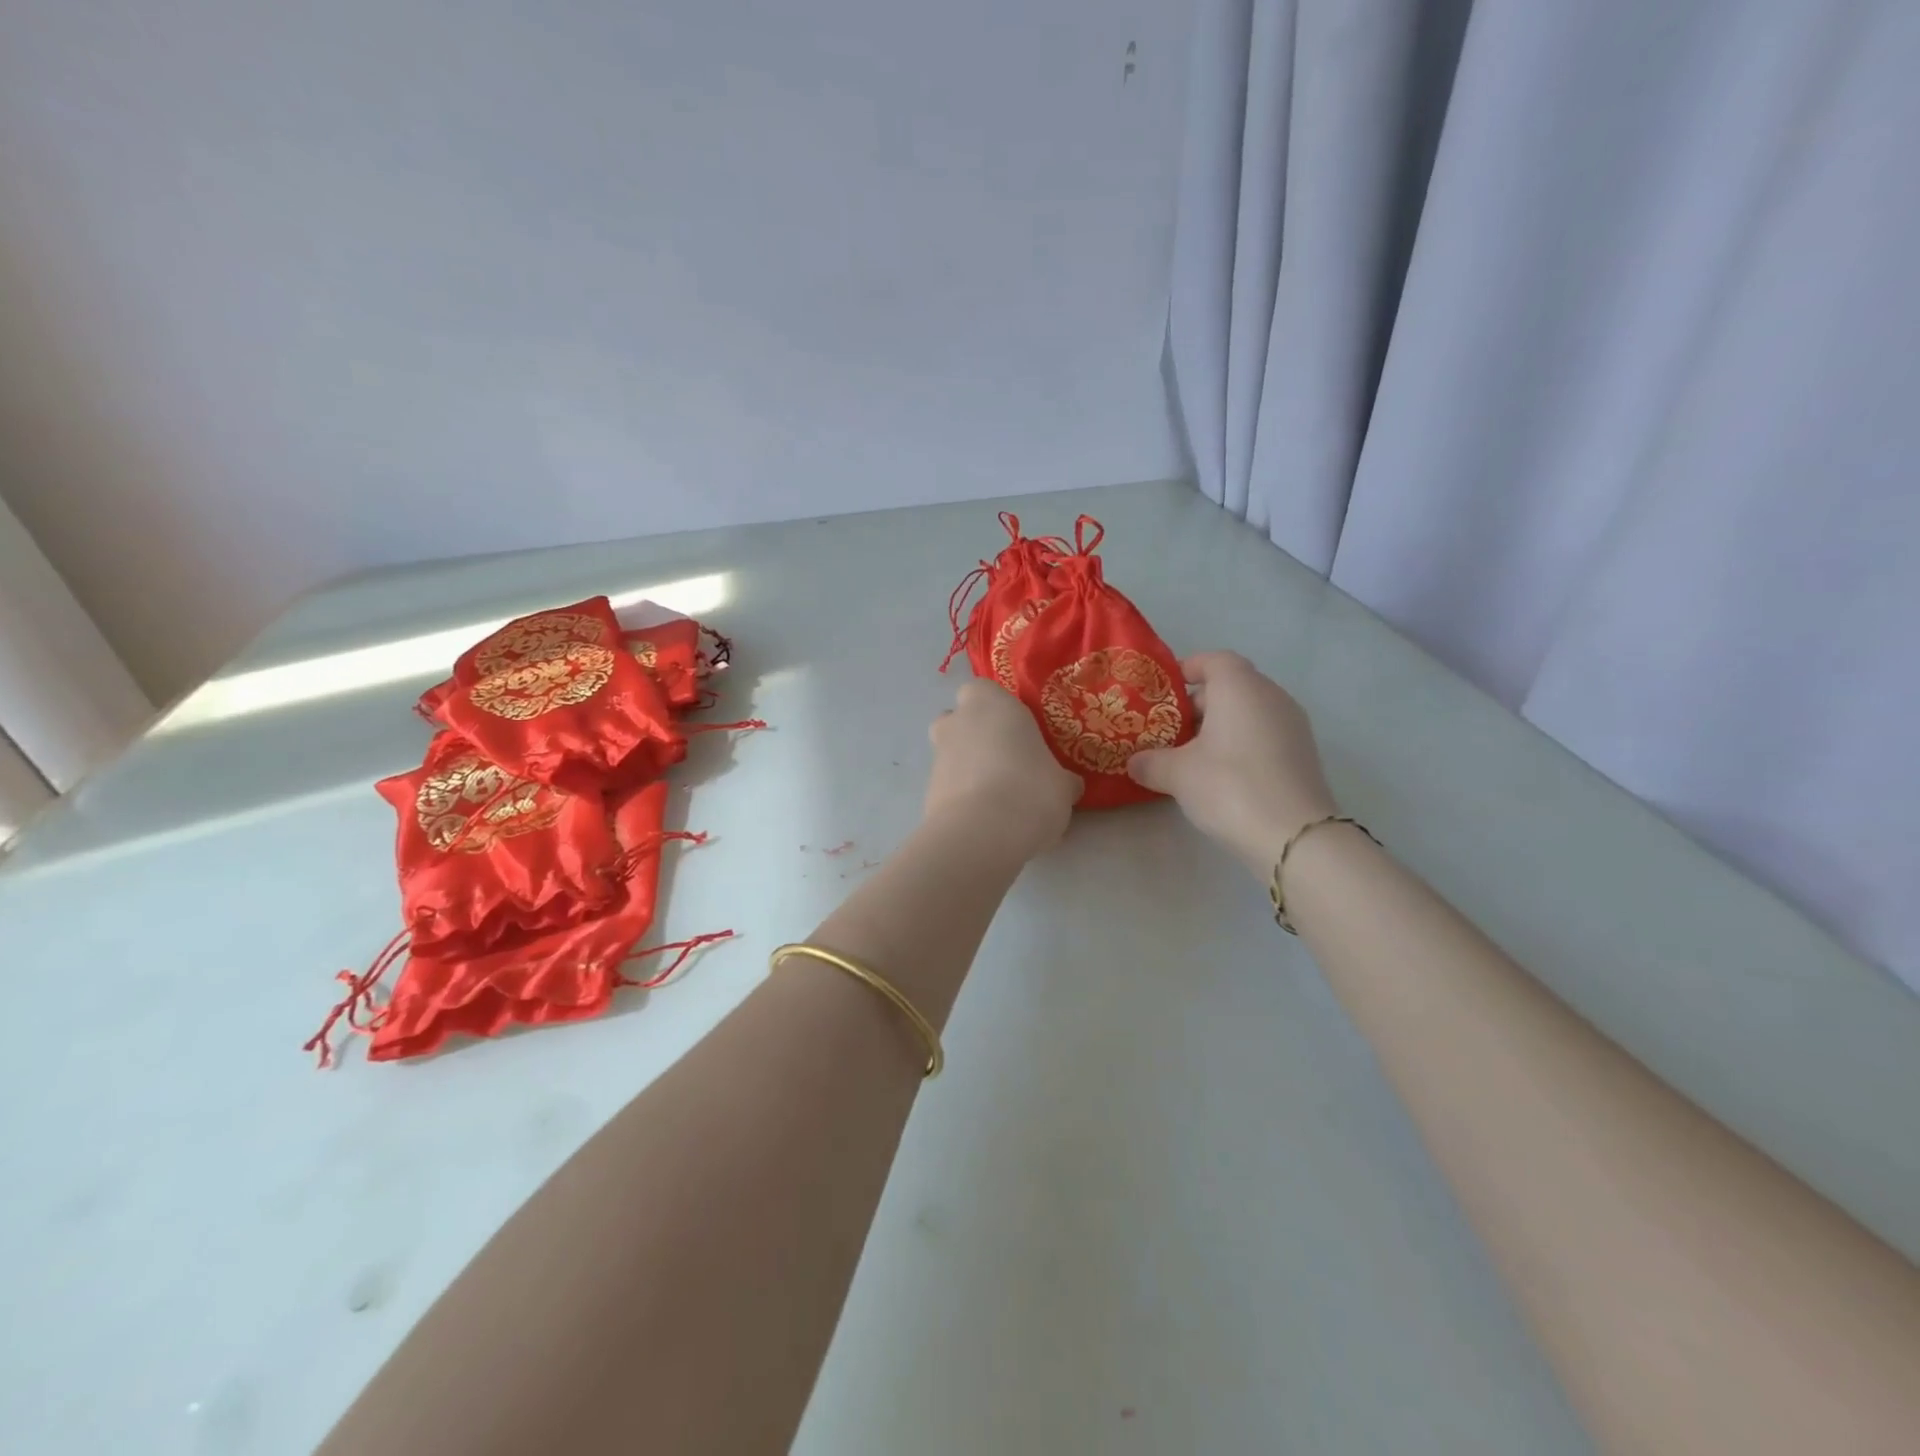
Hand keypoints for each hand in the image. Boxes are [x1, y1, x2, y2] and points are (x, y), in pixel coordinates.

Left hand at [925, 679, 1080, 859]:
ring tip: (999, 799)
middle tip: (1007, 761)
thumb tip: (1068, 785)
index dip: (999, 709)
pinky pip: (948, 787)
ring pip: (951, 754)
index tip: (1019, 731)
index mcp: (990, 703)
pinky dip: (962, 797)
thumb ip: (1061, 778)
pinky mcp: (926, 792)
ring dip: (969, 769)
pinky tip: (985, 821)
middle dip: (976, 736)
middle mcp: (957, 722)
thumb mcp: (1063, 784)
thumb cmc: (1030, 789)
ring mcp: (937, 757)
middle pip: (959, 720)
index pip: (984, 690)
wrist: (982, 834)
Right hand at [1126, 652, 1337, 877]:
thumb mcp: (1176, 774)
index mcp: (1240, 687)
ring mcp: (1292, 725)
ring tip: (1190, 756)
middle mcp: (1271, 696)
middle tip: (1168, 731)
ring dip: (1219, 727)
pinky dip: (1240, 744)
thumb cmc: (1229, 786)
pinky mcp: (1302, 754)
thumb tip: (1135, 762)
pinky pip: (1263, 735)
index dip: (1187, 670)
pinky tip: (1220, 775)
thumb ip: (1150, 762)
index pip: (1213, 660)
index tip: (1163, 692)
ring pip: (1248, 713)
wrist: (1294, 836)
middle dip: (1197, 705)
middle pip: (1231, 686)